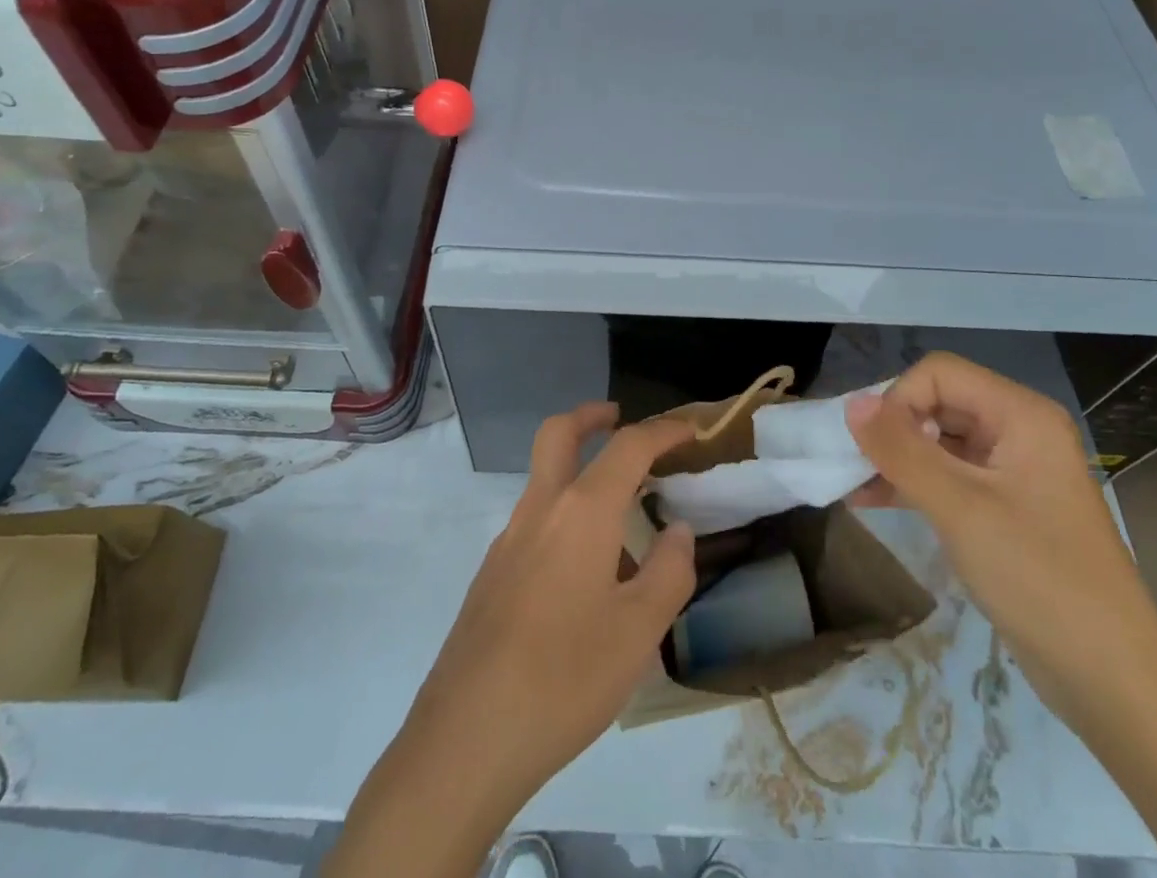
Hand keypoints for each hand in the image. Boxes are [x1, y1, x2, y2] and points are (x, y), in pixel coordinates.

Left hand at [327, 404, 697, 877]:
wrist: (465, 739)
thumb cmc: (565, 679)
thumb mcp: (639, 633)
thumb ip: (669, 572)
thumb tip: (676, 532)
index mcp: (582, 513)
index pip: (628, 446)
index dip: (663, 430)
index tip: (690, 429)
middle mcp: (540, 510)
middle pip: (559, 434)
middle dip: (591, 416)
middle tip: (619, 419)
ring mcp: (508, 541)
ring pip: (543, 478)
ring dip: (576, 469)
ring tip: (619, 515)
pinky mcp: (490, 575)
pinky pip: (533, 522)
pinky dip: (562, 514)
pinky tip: (582, 573)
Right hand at [845, 353, 1156, 726]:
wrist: (1112, 683)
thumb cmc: (1039, 579)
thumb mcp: (961, 509)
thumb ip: (902, 450)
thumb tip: (851, 403)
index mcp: (1021, 415)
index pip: (939, 374)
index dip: (899, 399)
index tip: (872, 447)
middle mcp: (1018, 431)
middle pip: (939, 403)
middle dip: (892, 429)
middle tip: (854, 466)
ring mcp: (1012, 471)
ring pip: (939, 441)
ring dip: (896, 458)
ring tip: (851, 484)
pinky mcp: (1004, 508)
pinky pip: (949, 477)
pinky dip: (913, 484)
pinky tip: (872, 500)